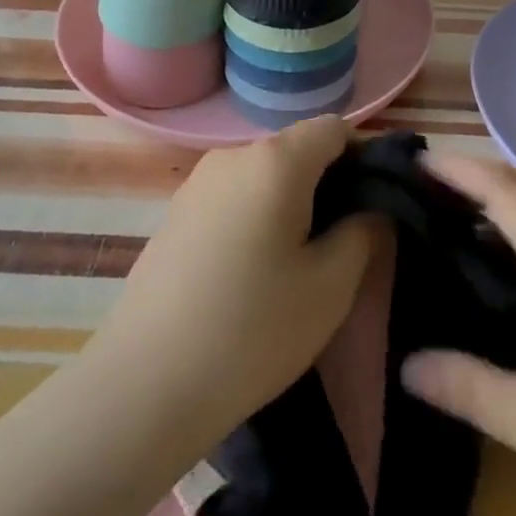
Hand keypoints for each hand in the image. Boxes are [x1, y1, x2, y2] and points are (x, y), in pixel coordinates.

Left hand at [82, 117, 378, 454]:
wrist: (143, 387)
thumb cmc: (252, 331)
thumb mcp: (331, 286)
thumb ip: (364, 231)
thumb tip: (369, 208)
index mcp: (276, 160)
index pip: (334, 129)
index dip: (363, 158)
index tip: (372, 205)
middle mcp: (233, 155)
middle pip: (297, 149)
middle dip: (327, 184)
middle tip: (340, 243)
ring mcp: (197, 183)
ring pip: (264, 175)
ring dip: (290, 203)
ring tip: (295, 264)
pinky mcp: (174, 213)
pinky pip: (233, 197)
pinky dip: (255, 217)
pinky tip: (250, 274)